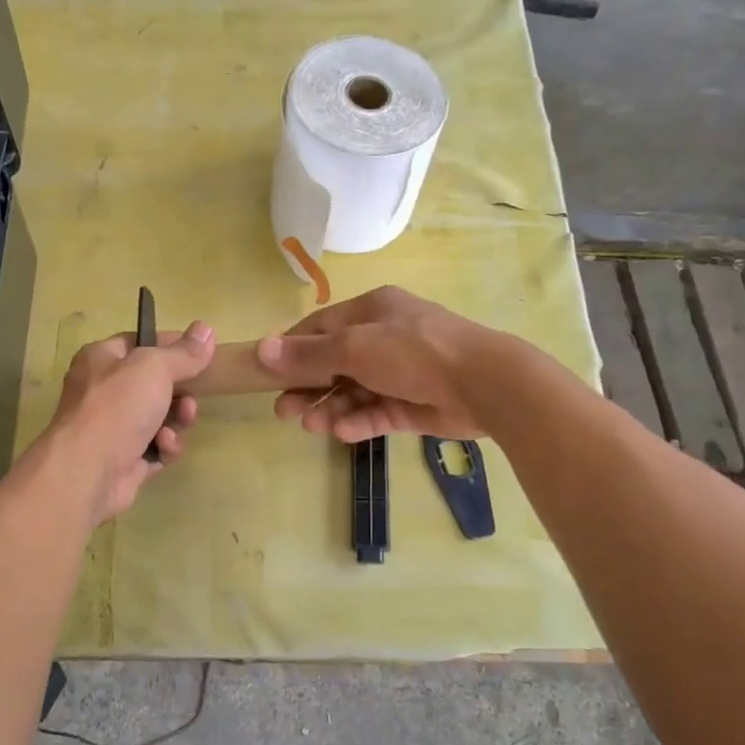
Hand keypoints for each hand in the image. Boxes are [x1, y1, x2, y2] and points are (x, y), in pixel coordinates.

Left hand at [48, 322, 215, 521]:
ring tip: (181, 421)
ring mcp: (113, 427)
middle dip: (180, 391)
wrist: (87, 471)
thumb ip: (183, 352)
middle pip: (154, 383)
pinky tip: (164, 447)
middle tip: (191, 397)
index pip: (140, 342)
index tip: (201, 353)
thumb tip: (206, 328)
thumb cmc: (117, 407)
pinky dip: (165, 446)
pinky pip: (156, 447)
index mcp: (101, 359)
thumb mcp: (154, 368)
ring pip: (159, 417)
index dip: (171, 346)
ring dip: (177, 419)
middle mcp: (104, 391)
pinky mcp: (125, 460)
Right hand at [257, 287, 499, 442]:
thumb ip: (309, 354)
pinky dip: (358, 422)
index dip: (292, 350)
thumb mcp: (355, 347)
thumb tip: (262, 349)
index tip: (267, 373)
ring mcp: (399, 374)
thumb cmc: (413, 351)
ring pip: (353, 392)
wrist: (482, 384)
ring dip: (330, 408)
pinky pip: (376, 413)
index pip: (321, 328)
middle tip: (283, 410)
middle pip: (334, 364)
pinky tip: (342, 433)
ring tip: (310, 426)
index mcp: (371, 312)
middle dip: (307, 387)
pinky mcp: (411, 405)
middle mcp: (384, 339)